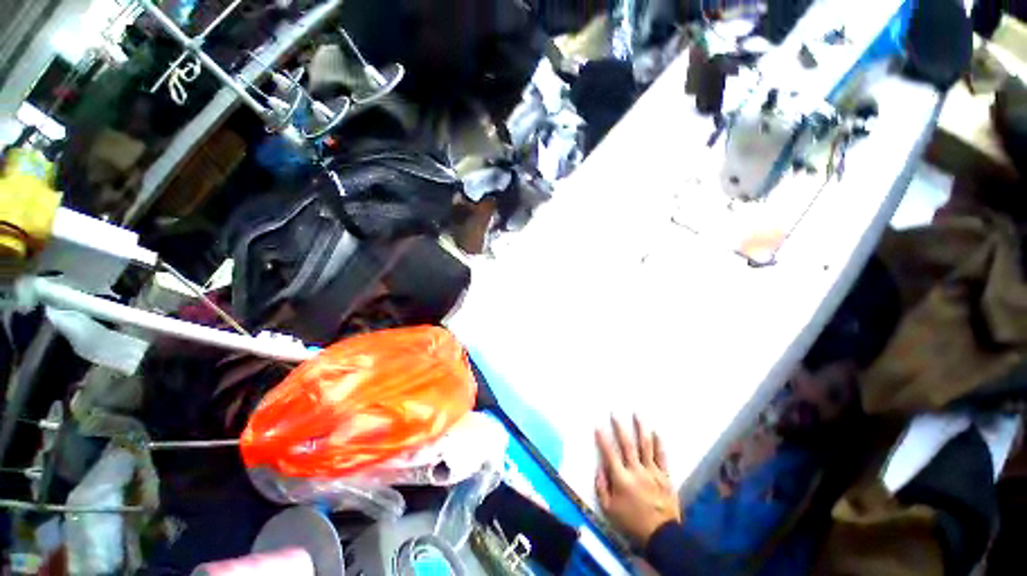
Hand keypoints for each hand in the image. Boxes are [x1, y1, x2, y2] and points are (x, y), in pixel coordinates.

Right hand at [595, 415, 680, 547]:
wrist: (662, 536)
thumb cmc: (632, 523)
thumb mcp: (610, 510)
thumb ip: (602, 488)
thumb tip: (599, 468)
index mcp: (622, 479)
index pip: (609, 454)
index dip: (603, 438)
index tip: (598, 425)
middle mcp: (637, 471)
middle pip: (627, 445)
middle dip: (620, 427)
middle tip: (614, 413)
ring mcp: (653, 472)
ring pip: (646, 445)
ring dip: (640, 428)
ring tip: (637, 414)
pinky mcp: (665, 476)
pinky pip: (662, 456)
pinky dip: (659, 443)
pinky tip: (656, 431)